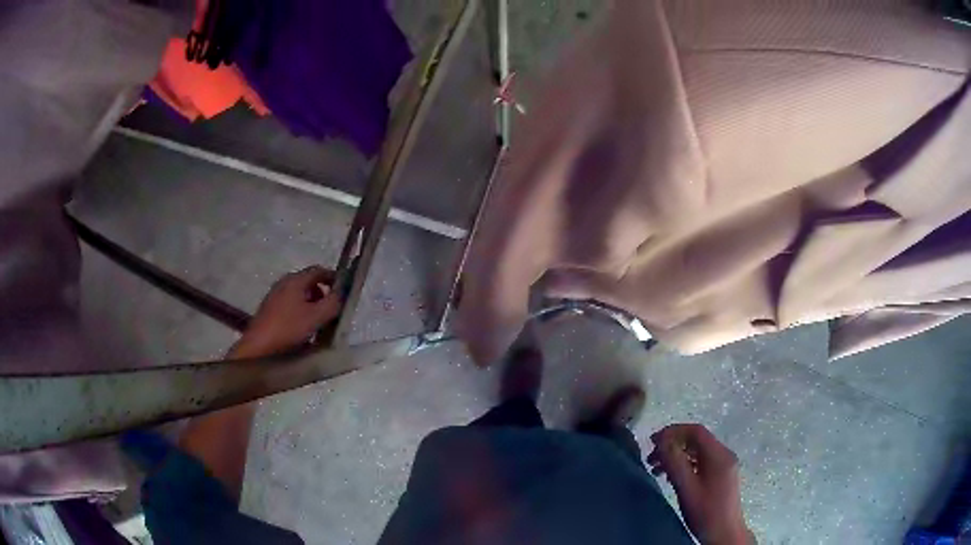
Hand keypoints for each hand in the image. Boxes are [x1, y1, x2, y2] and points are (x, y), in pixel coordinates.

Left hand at [229, 266, 342, 357]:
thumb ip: (333, 303)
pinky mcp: (269, 310)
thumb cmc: (288, 329)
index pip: (319, 270)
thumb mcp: (316, 317)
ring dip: (312, 307)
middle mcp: (284, 283)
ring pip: (300, 296)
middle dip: (323, 296)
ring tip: (319, 325)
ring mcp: (275, 296)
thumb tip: (341, 294)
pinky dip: (301, 314)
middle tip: (333, 312)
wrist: (257, 348)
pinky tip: (303, 331)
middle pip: (309, 283)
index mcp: (295, 280)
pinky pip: (291, 306)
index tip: (345, 292)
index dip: (334, 279)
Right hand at [648, 424, 750, 544]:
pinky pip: (701, 462)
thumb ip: (675, 463)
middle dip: (672, 445)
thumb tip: (662, 442)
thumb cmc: (705, 512)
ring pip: (697, 452)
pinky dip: (684, 465)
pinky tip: (670, 476)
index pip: (696, 431)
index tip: (652, 442)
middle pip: (696, 440)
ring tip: (656, 469)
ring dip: (676, 456)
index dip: (673, 432)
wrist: (724, 533)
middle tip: (650, 457)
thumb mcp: (687, 488)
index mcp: (719, 455)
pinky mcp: (721, 476)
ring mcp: (724, 465)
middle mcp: (724, 455)